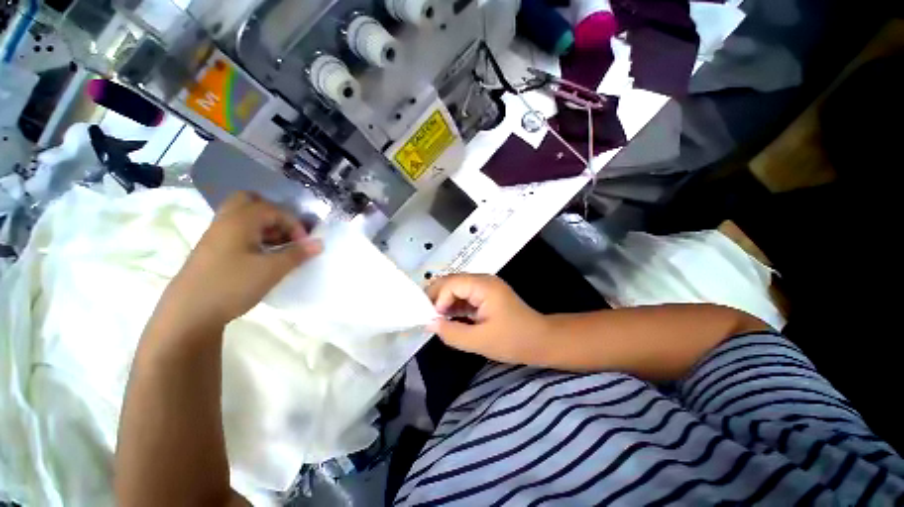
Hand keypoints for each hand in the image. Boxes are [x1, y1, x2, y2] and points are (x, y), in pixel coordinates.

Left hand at [161, 192, 322, 332]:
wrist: (189, 313)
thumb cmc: (232, 285)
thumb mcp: (272, 270)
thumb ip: (298, 254)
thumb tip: (319, 243)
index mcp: (240, 221)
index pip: (274, 209)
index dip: (294, 224)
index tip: (304, 244)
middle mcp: (225, 221)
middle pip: (250, 201)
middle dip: (274, 213)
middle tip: (286, 232)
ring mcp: (216, 235)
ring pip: (243, 217)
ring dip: (265, 225)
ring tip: (279, 246)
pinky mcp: (213, 249)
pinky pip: (237, 231)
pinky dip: (254, 235)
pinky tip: (263, 255)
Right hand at [426, 274, 549, 363]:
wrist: (541, 341)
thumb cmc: (514, 340)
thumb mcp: (480, 341)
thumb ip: (451, 332)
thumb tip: (429, 324)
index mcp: (483, 286)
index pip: (452, 283)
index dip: (438, 299)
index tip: (433, 319)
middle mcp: (483, 280)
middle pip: (452, 281)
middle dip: (437, 297)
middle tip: (427, 316)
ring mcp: (485, 287)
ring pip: (456, 288)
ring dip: (444, 301)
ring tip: (434, 318)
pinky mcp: (486, 295)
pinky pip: (464, 295)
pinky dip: (454, 305)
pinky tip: (447, 318)